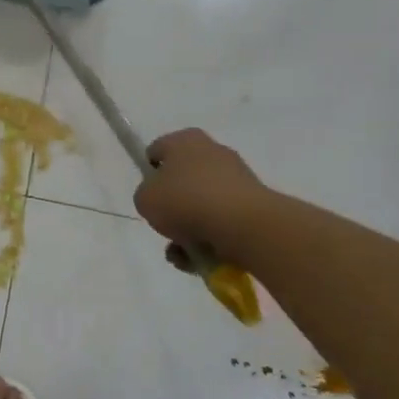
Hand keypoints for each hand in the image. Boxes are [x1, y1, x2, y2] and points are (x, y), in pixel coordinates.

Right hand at [133, 128, 272, 268]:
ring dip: (189, 229)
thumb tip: (160, 201)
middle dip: (173, 207)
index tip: (149, 196)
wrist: (243, 225)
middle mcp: (212, 151)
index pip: (157, 151)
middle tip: (166, 226)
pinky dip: (211, 239)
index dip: (149, 173)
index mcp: (185, 140)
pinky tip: (201, 258)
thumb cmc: (186, 201)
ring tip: (183, 254)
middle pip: (182, 180)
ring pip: (202, 205)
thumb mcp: (145, 199)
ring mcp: (237, 177)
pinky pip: (223, 221)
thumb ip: (146, 196)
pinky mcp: (254, 204)